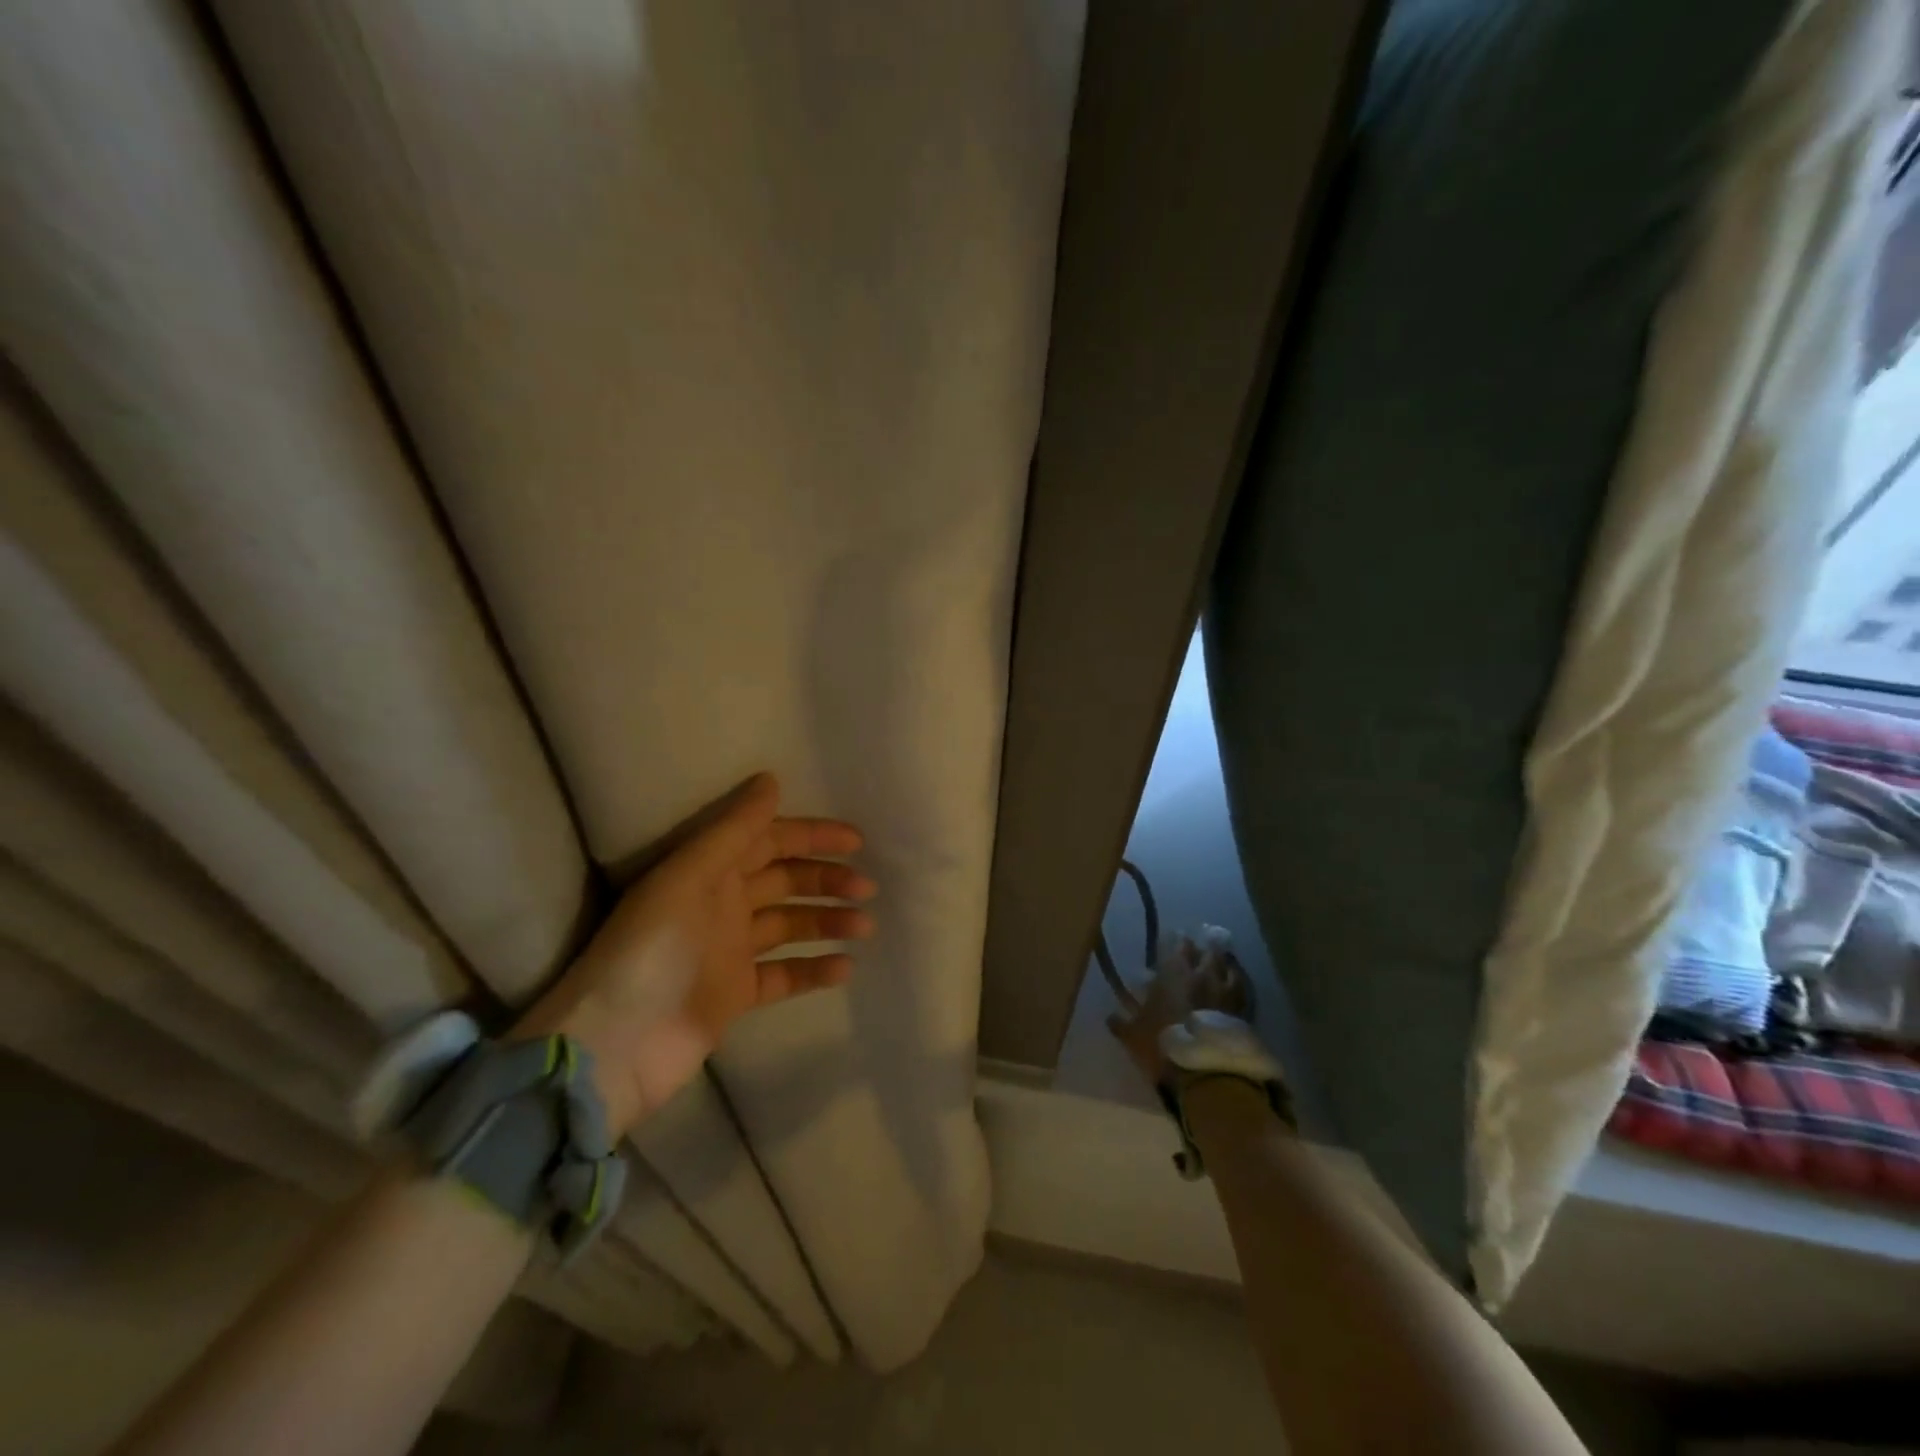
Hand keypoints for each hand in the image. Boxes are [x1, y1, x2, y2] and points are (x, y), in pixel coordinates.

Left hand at [514, 774, 873, 1136]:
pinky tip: (845, 967)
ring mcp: (729, 952)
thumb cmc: (652, 949)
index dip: (811, 837)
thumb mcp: (689, 877)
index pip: (768, 841)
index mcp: (707, 873)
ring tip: (865, 926)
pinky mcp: (735, 996)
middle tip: (868, 887)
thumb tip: (771, 779)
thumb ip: (733, 830)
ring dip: (828, 922)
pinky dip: (814, 969)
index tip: (856, 841)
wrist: (615, 1045)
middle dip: (827, 879)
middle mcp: (721, 906)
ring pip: (790, 926)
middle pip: (784, 882)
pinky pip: (784, 975)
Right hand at [1106, 928, 1255, 1087]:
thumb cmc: (1163, 1047)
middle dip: (1202, 947)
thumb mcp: (1133, 1036)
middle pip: (1207, 951)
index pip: (1178, 946)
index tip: (1175, 938)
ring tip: (1218, 962)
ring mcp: (1226, 992)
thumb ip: (1121, 1023)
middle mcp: (1202, 976)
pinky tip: (1234, 986)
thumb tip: (1111, 1017)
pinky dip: (1236, 982)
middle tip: (1198, 948)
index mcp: (1173, 974)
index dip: (1177, 940)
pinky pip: (1242, 988)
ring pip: (1228, 966)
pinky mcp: (1243, 1011)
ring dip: (1222, 962)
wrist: (1205, 1075)